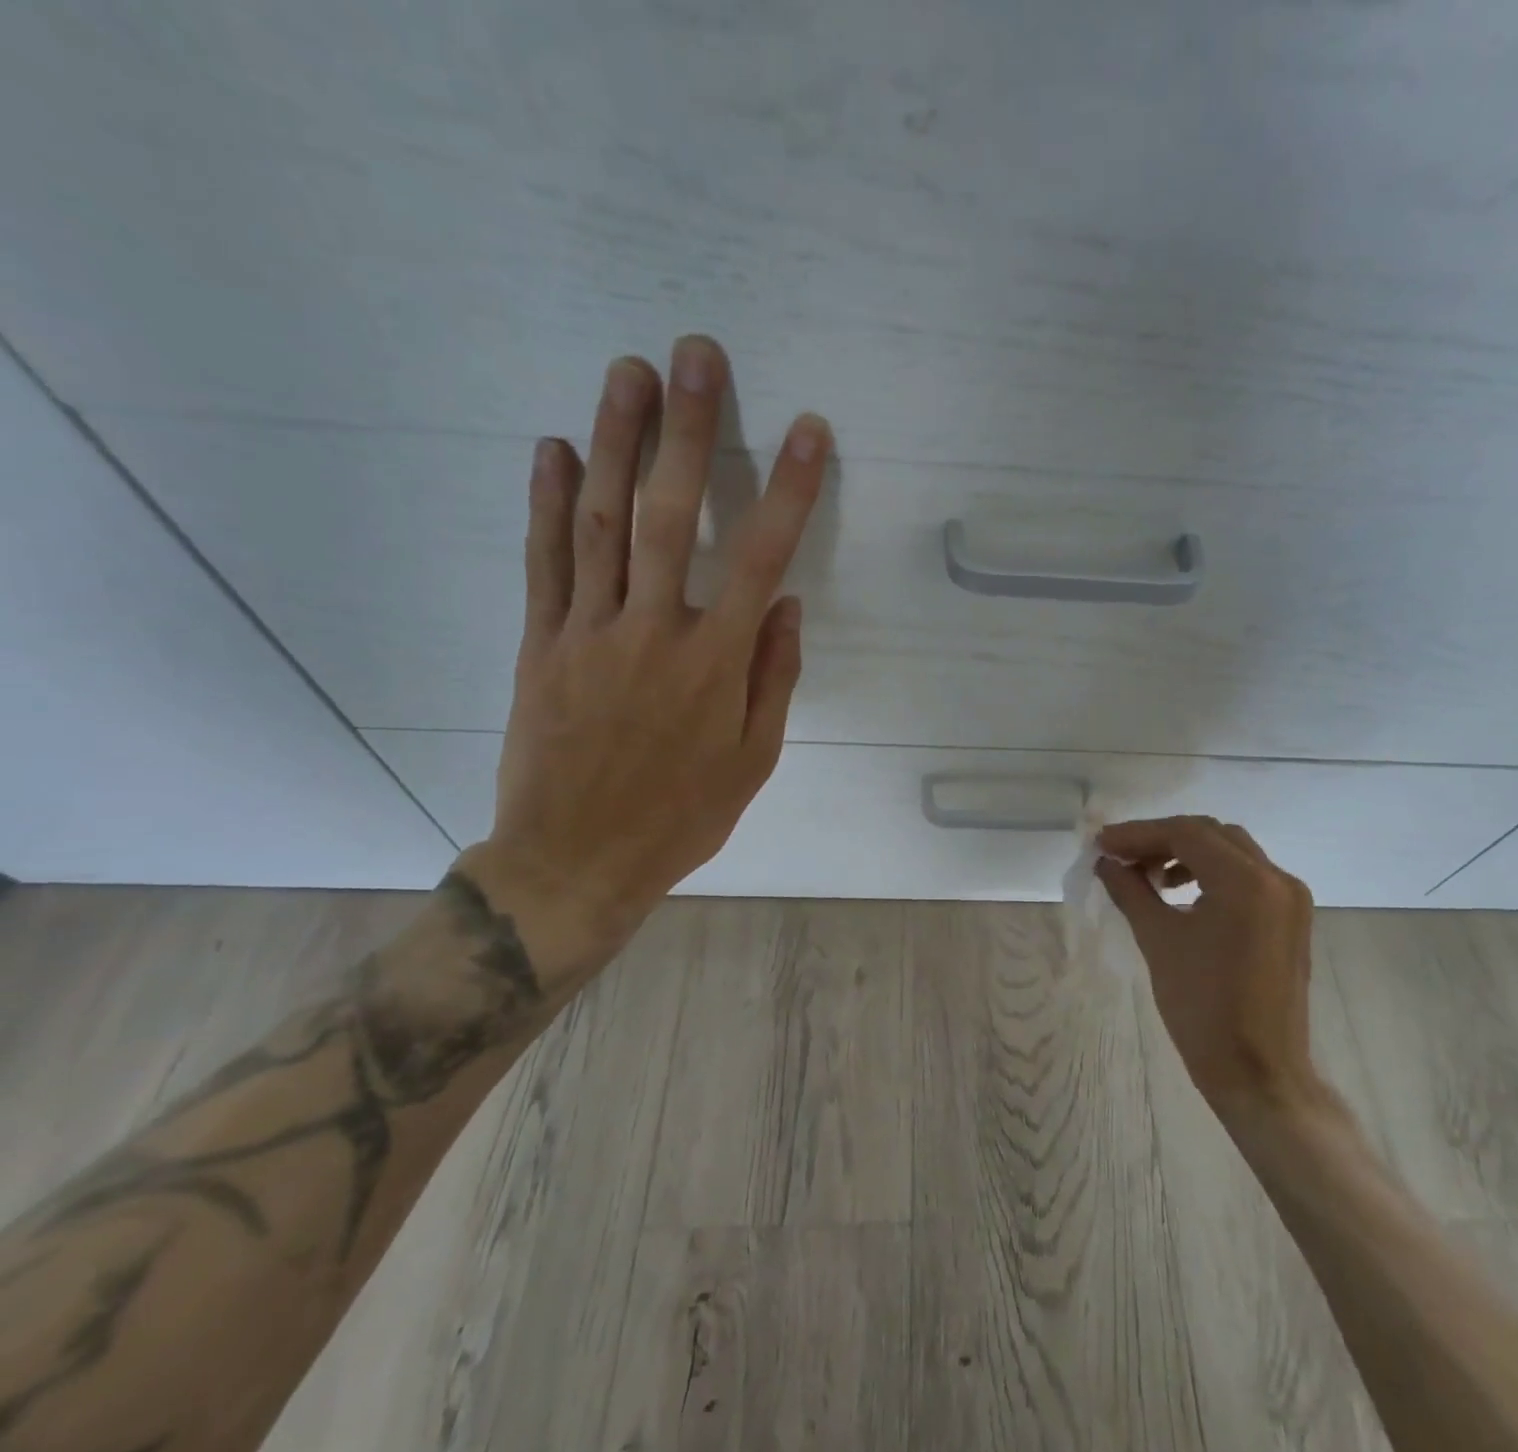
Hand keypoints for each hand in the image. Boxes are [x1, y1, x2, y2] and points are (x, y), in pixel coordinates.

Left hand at [460, 338, 828, 977]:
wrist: (575, 861)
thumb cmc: (680, 816)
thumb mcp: (753, 760)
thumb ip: (773, 678)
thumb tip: (787, 605)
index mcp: (715, 664)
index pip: (761, 558)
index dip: (787, 489)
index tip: (807, 430)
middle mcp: (652, 632)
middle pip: (669, 516)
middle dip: (686, 431)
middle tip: (693, 354)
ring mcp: (587, 633)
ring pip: (600, 523)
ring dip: (615, 442)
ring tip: (626, 373)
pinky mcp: (538, 644)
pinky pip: (543, 563)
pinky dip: (546, 502)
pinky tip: (552, 447)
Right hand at [1096, 817, 1339, 1126]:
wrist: (1258, 1074)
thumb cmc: (1203, 1008)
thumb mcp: (1159, 941)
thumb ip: (1131, 891)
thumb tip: (1106, 863)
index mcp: (1246, 882)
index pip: (1185, 833)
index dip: (1138, 834)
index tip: (1101, 843)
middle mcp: (1276, 878)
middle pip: (1210, 834)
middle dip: (1161, 840)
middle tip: (1120, 856)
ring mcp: (1290, 898)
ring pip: (1230, 851)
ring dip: (1186, 854)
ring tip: (1148, 876)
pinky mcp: (1291, 918)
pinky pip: (1247, 876)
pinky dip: (1211, 873)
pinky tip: (1181, 893)